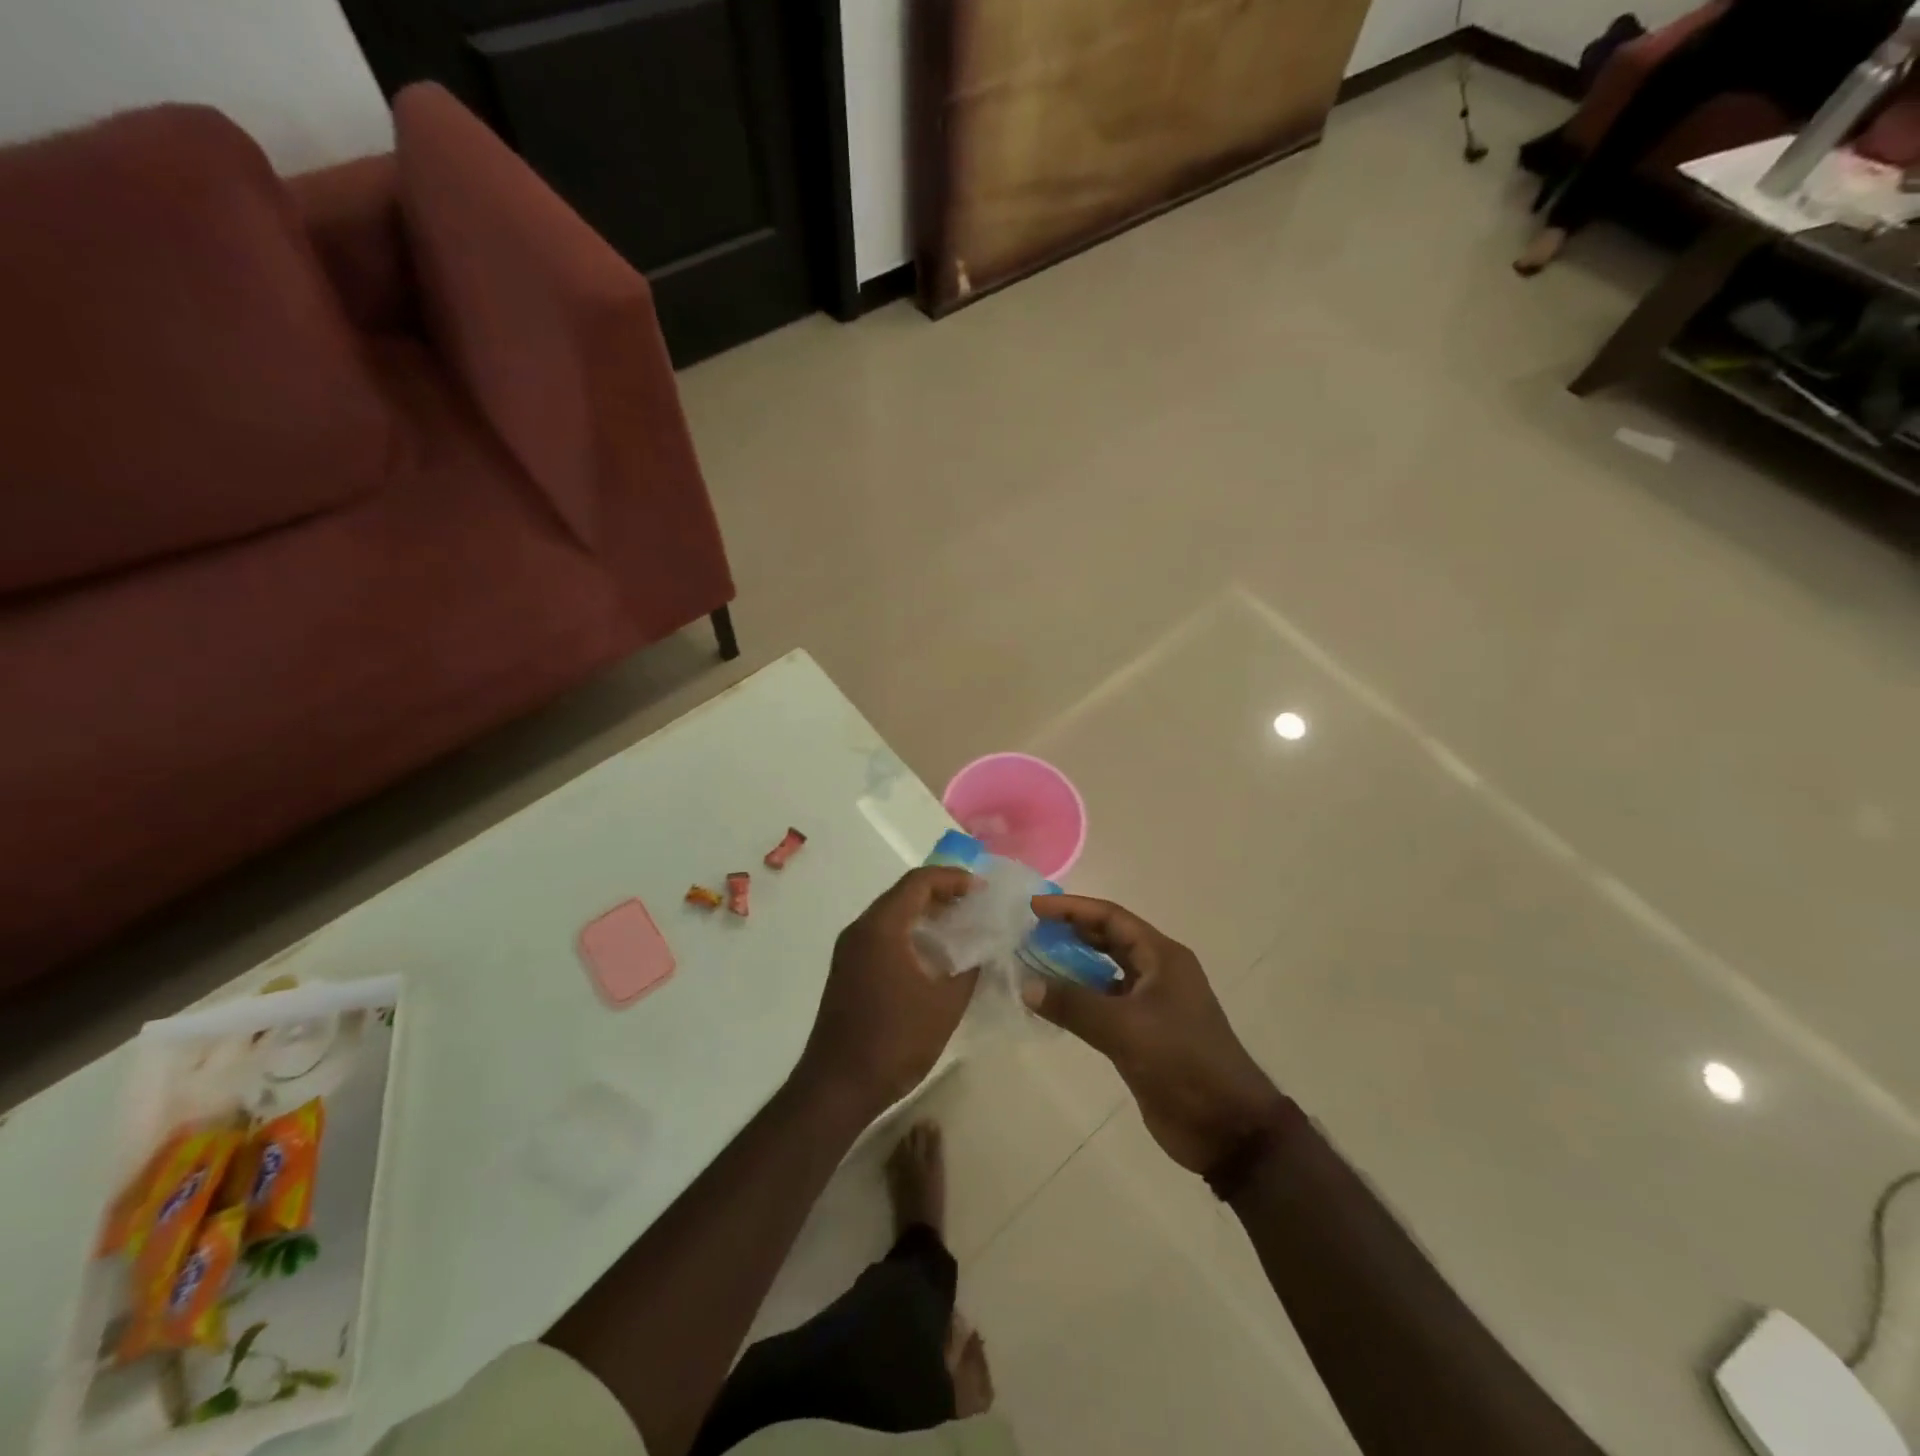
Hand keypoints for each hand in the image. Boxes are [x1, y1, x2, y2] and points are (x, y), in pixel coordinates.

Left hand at [796, 867, 978, 1116]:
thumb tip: (985, 947)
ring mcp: (849, 951)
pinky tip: (934, 956)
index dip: (953, 879)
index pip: (918, 882)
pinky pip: (882, 936)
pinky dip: (910, 934)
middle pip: (903, 894)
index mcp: (881, 928)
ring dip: (925, 915)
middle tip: (975, 906)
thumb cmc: (895, 1041)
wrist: (838, 1086)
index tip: (981, 890)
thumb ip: (970, 967)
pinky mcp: (848, 971)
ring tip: (961, 928)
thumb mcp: (945, 1004)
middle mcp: (860, 930)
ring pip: (891, 915)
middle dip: (941, 894)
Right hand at [1027, 895, 1284, 1173]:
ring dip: (1072, 966)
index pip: (1111, 918)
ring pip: (1104, 973)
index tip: (1034, 907)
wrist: (1226, 1128)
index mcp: (1162, 958)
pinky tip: (1052, 1003)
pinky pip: (1104, 1005)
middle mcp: (1157, 973)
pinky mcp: (1143, 1035)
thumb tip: (1027, 984)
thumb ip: (1074, 1004)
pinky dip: (1079, 1000)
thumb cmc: (1182, 1063)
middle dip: (1070, 932)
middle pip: (1108, 939)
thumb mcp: (1125, 1029)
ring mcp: (1151, 1005)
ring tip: (1032, 962)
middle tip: (1029, 931)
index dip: (1071, 908)